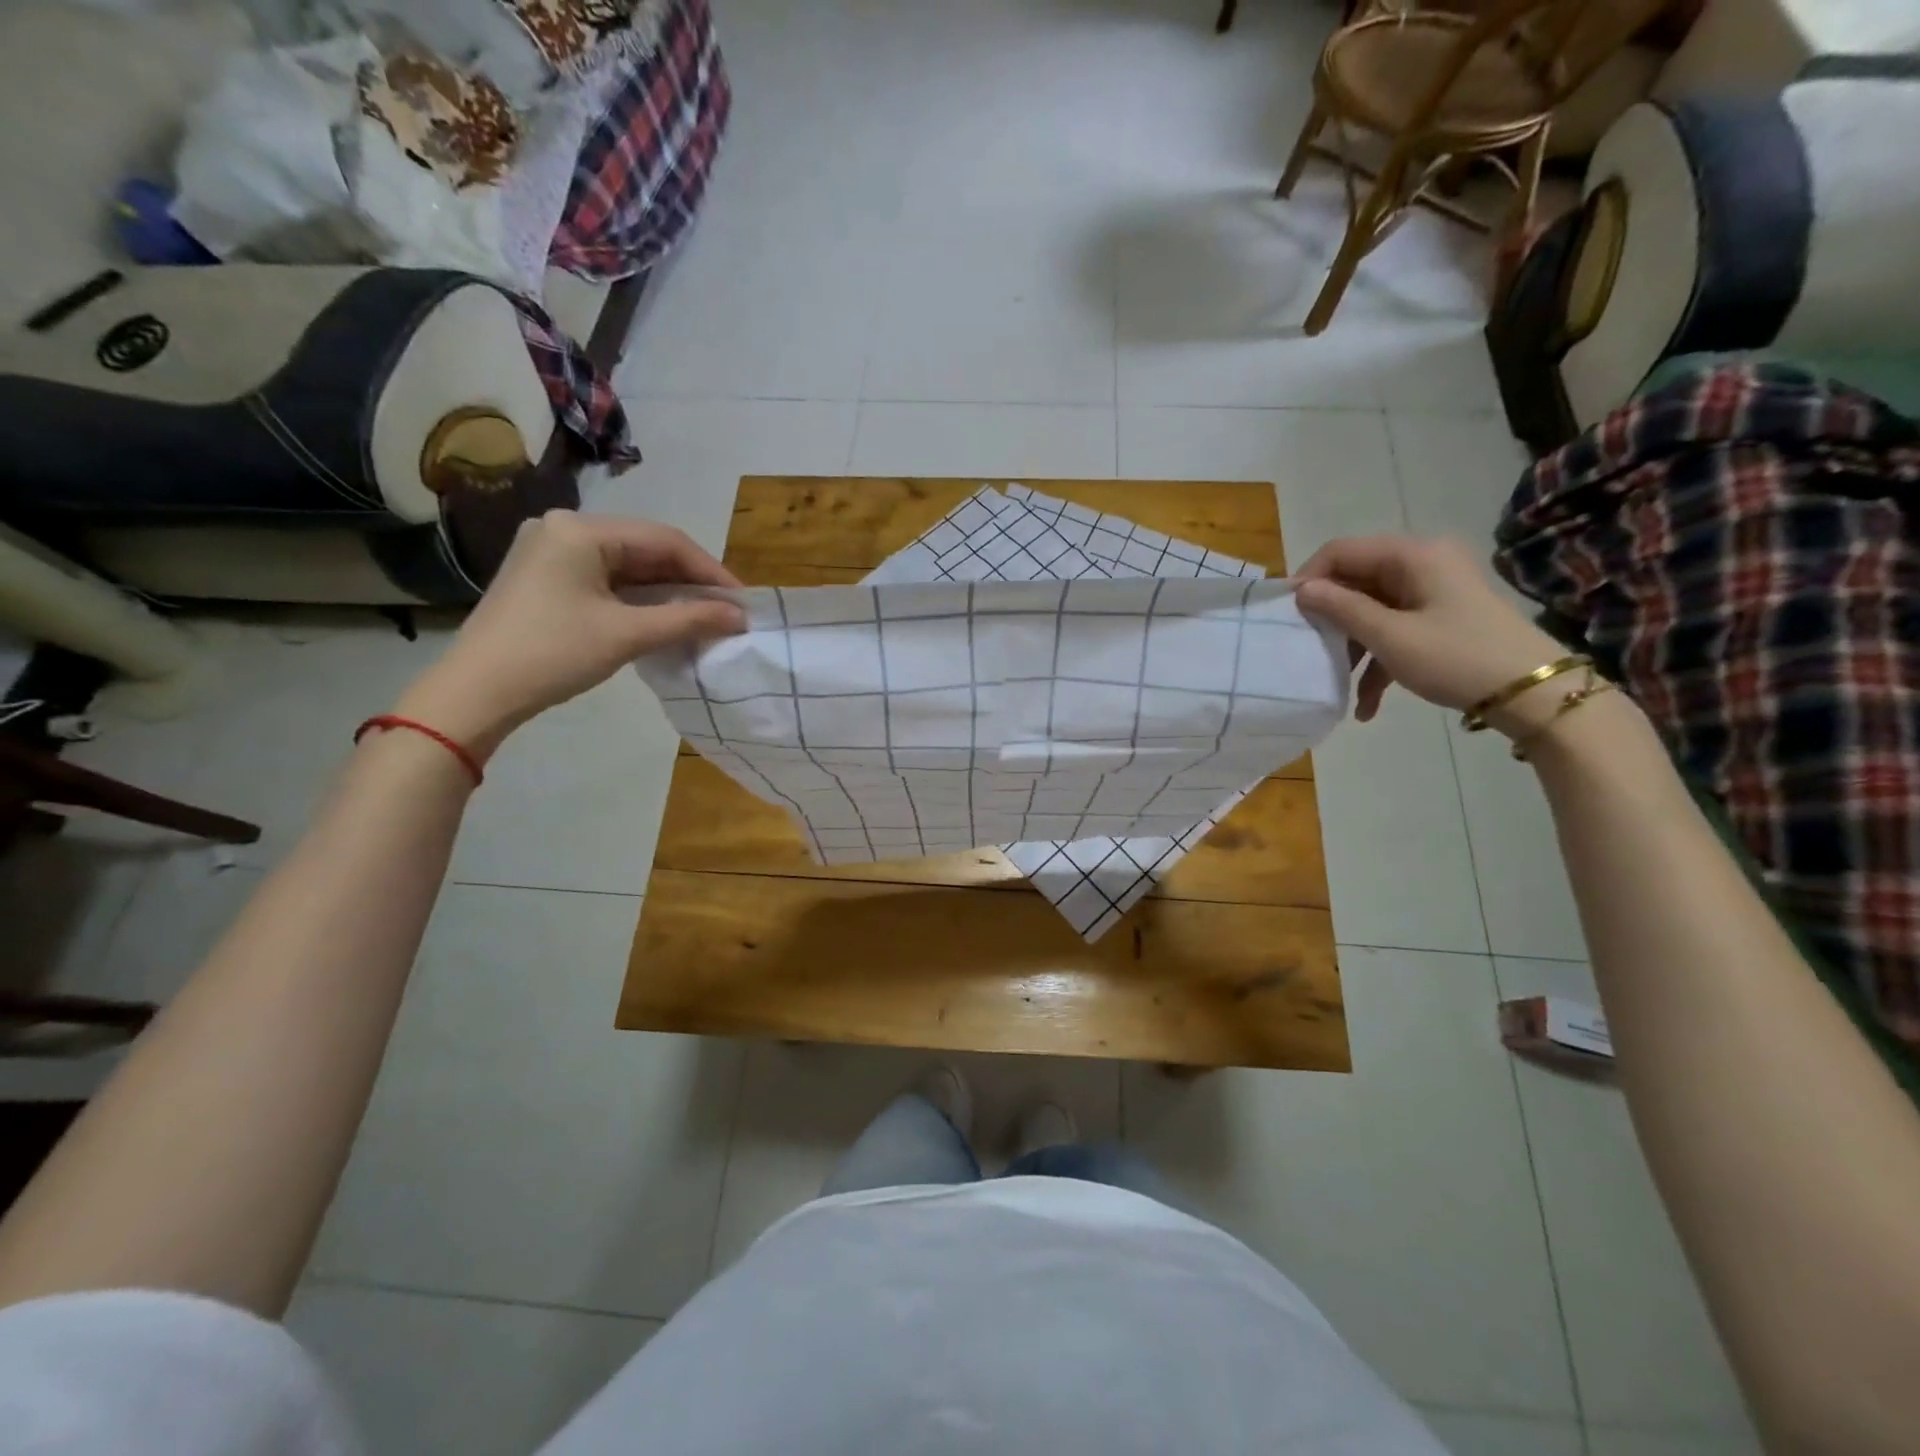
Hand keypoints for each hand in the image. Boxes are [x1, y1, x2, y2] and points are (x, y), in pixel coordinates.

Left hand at [394, 512, 745, 755]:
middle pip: (646, 549)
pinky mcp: (546, 577)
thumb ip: (689, 619)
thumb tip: (740, 616)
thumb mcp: (627, 635)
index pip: (664, 539)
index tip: (741, 601)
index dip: (709, 570)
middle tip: (726, 611)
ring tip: (703, 617)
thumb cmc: (553, 654)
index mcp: (581, 530)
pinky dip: (639, 598)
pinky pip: (607, 580)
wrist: (476, 692)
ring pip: (628, 566)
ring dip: (667, 592)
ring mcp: (551, 552)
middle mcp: (564, 529)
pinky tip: (664, 618)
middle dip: (689, 581)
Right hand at [1294, 535, 1564, 729]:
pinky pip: (1394, 631)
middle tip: (1306, 650)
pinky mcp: (1440, 619)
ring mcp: (1433, 592)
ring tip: (1337, 685)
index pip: (1341, 551)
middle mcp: (1422, 564)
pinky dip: (1377, 662)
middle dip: (1330, 618)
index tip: (1286, 614)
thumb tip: (1300, 590)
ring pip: (1372, 610)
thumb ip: (1341, 609)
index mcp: (1412, 555)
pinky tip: (1366, 706)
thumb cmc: (1456, 657)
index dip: (1309, 578)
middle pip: (1355, 581)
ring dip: (1352, 648)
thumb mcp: (1390, 636)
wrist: (1533, 693)